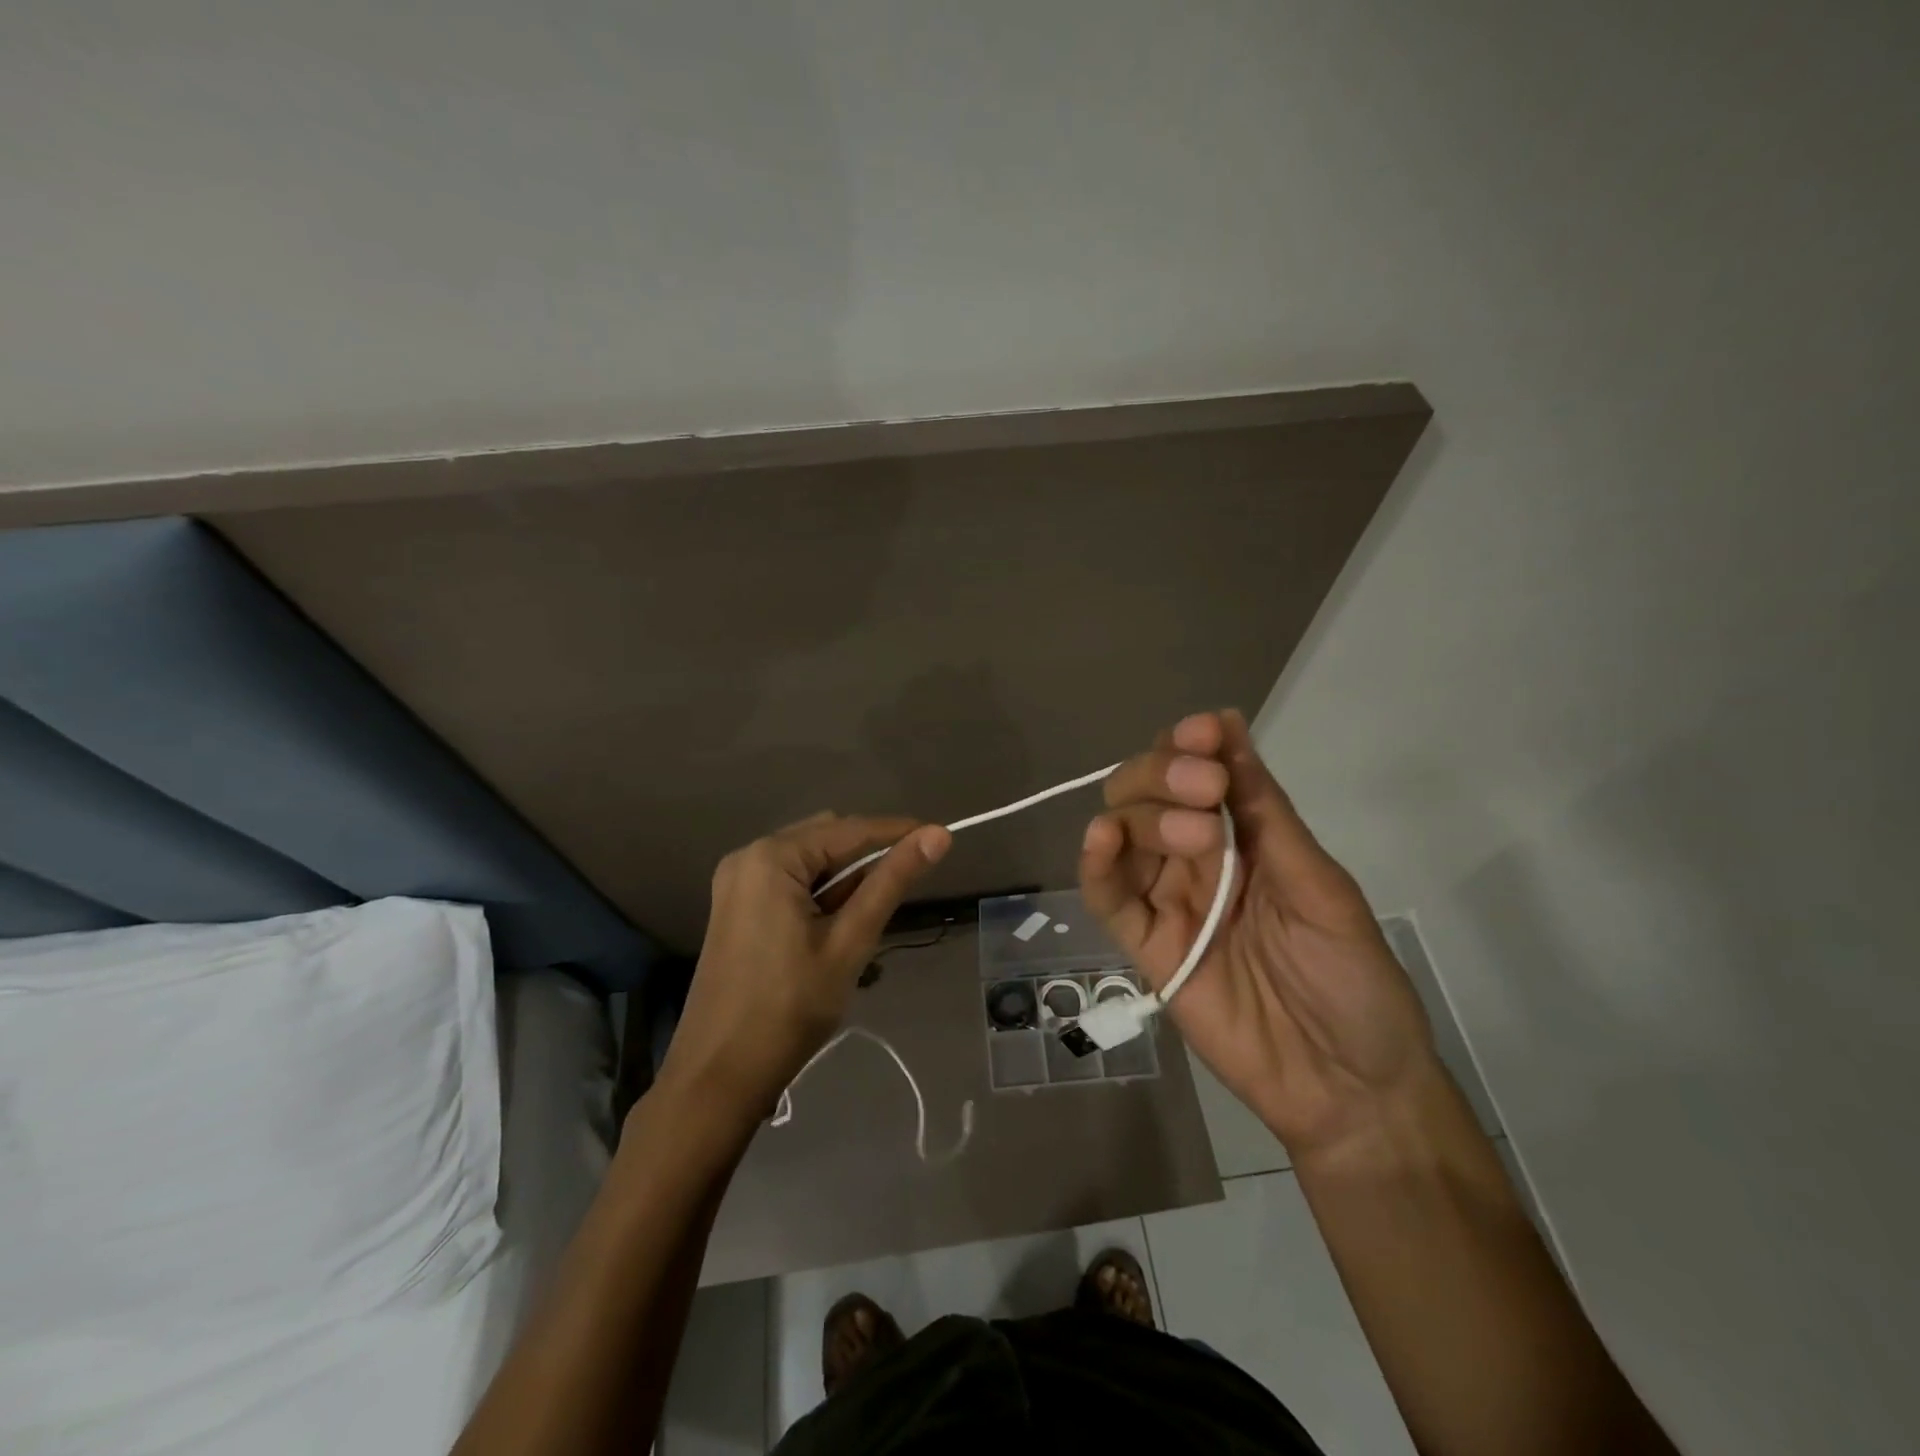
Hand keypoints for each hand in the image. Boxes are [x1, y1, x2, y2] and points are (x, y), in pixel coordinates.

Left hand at [656, 812, 952, 1123]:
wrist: (718, 1076)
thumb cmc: (789, 1008)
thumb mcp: (849, 942)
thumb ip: (891, 882)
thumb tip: (938, 835)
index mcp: (771, 858)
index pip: (849, 830)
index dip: (898, 832)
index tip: (941, 837)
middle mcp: (748, 857)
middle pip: (825, 839)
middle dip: (868, 857)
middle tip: (907, 886)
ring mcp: (737, 883)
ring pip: (809, 862)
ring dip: (845, 879)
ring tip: (872, 916)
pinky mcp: (736, 908)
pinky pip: (790, 882)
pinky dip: (821, 894)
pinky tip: (840, 924)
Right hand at [1079, 709, 1437, 1160]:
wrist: (1349, 1087)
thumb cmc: (1354, 981)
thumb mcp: (1321, 887)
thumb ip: (1267, 814)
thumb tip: (1230, 725)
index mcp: (1245, 838)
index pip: (1198, 772)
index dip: (1193, 745)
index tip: (1204, 731)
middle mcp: (1197, 859)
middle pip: (1147, 794)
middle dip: (1166, 776)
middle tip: (1206, 790)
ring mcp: (1167, 901)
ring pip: (1123, 834)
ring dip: (1143, 814)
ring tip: (1191, 830)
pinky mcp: (1144, 946)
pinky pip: (1107, 897)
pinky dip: (1095, 864)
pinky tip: (1101, 837)